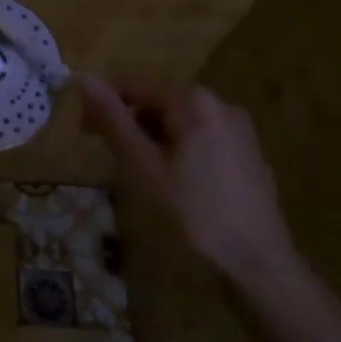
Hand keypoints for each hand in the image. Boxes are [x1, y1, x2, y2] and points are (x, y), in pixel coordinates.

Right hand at [77, 77, 295, 283]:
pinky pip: (201, 138)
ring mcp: (239, 130)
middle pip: (158, 102)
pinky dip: (178, 149)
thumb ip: (112, 119)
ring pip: (179, 122)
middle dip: (128, 122)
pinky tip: (173, 182)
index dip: (103, 103)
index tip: (83, 130)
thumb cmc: (194, 212)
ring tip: (138, 172)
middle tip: (107, 154)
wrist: (259, 264)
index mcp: (194, 101)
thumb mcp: (143, 165)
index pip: (133, 85)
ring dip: (151, 138)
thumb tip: (82, 77)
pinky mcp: (248, 154)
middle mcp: (220, 104)